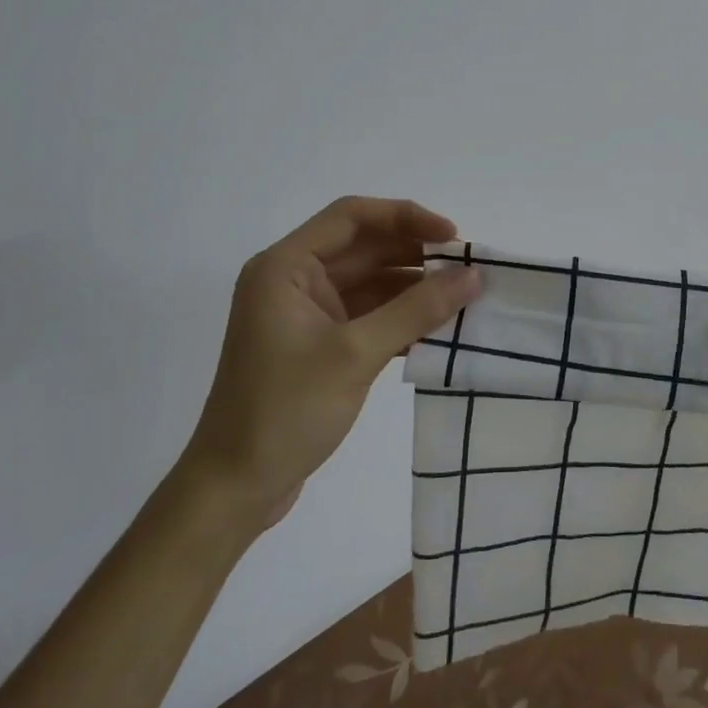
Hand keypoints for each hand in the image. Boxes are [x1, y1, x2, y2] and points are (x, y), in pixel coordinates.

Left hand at [181, 197, 480, 523]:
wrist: (234, 491)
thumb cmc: (285, 411)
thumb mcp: (355, 354)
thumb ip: (417, 310)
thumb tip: (473, 276)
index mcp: (286, 266)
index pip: (352, 216)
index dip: (405, 217)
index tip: (451, 237)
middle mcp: (294, 279)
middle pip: (364, 247)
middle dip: (415, 253)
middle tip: (467, 267)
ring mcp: (306, 313)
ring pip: (370, 281)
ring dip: (413, 287)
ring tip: (462, 296)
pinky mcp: (318, 343)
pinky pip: (367, 313)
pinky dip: (400, 317)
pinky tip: (438, 329)